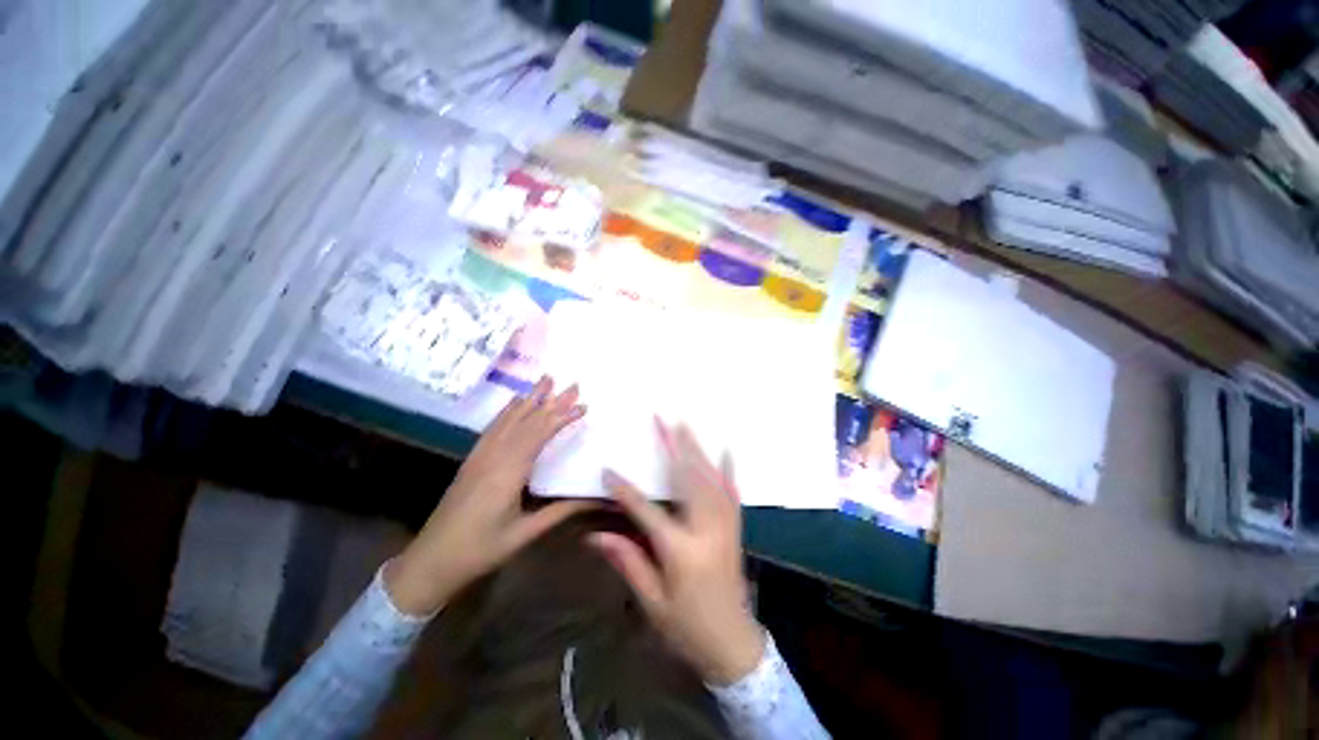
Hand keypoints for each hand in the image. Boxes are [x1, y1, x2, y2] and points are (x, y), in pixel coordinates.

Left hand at [386, 377, 593, 614]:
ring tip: (546, 380)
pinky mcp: (471, 460)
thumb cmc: (481, 550)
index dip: (562, 418)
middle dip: (551, 401)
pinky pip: (493, 428)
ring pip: (509, 419)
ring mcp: (479, 456)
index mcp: (508, 472)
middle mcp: (493, 456)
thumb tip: (597, 498)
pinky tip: (515, 403)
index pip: (540, 435)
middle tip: (573, 384)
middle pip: (527, 421)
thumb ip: (561, 511)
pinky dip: (508, 411)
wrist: (430, 562)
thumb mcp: (525, 534)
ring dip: (530, 398)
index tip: (583, 406)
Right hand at [589, 419, 766, 684]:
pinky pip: (732, 493)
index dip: (625, 492)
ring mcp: (725, 526)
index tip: (608, 471)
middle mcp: (706, 530)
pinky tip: (725, 451)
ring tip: (684, 426)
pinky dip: (727, 470)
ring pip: (709, 479)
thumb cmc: (688, 628)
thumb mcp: (653, 603)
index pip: (647, 512)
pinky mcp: (735, 528)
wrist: (735, 645)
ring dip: (696, 450)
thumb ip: (629, 563)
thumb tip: (596, 536)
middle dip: (673, 448)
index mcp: (681, 551)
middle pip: (687, 481)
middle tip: (663, 422)